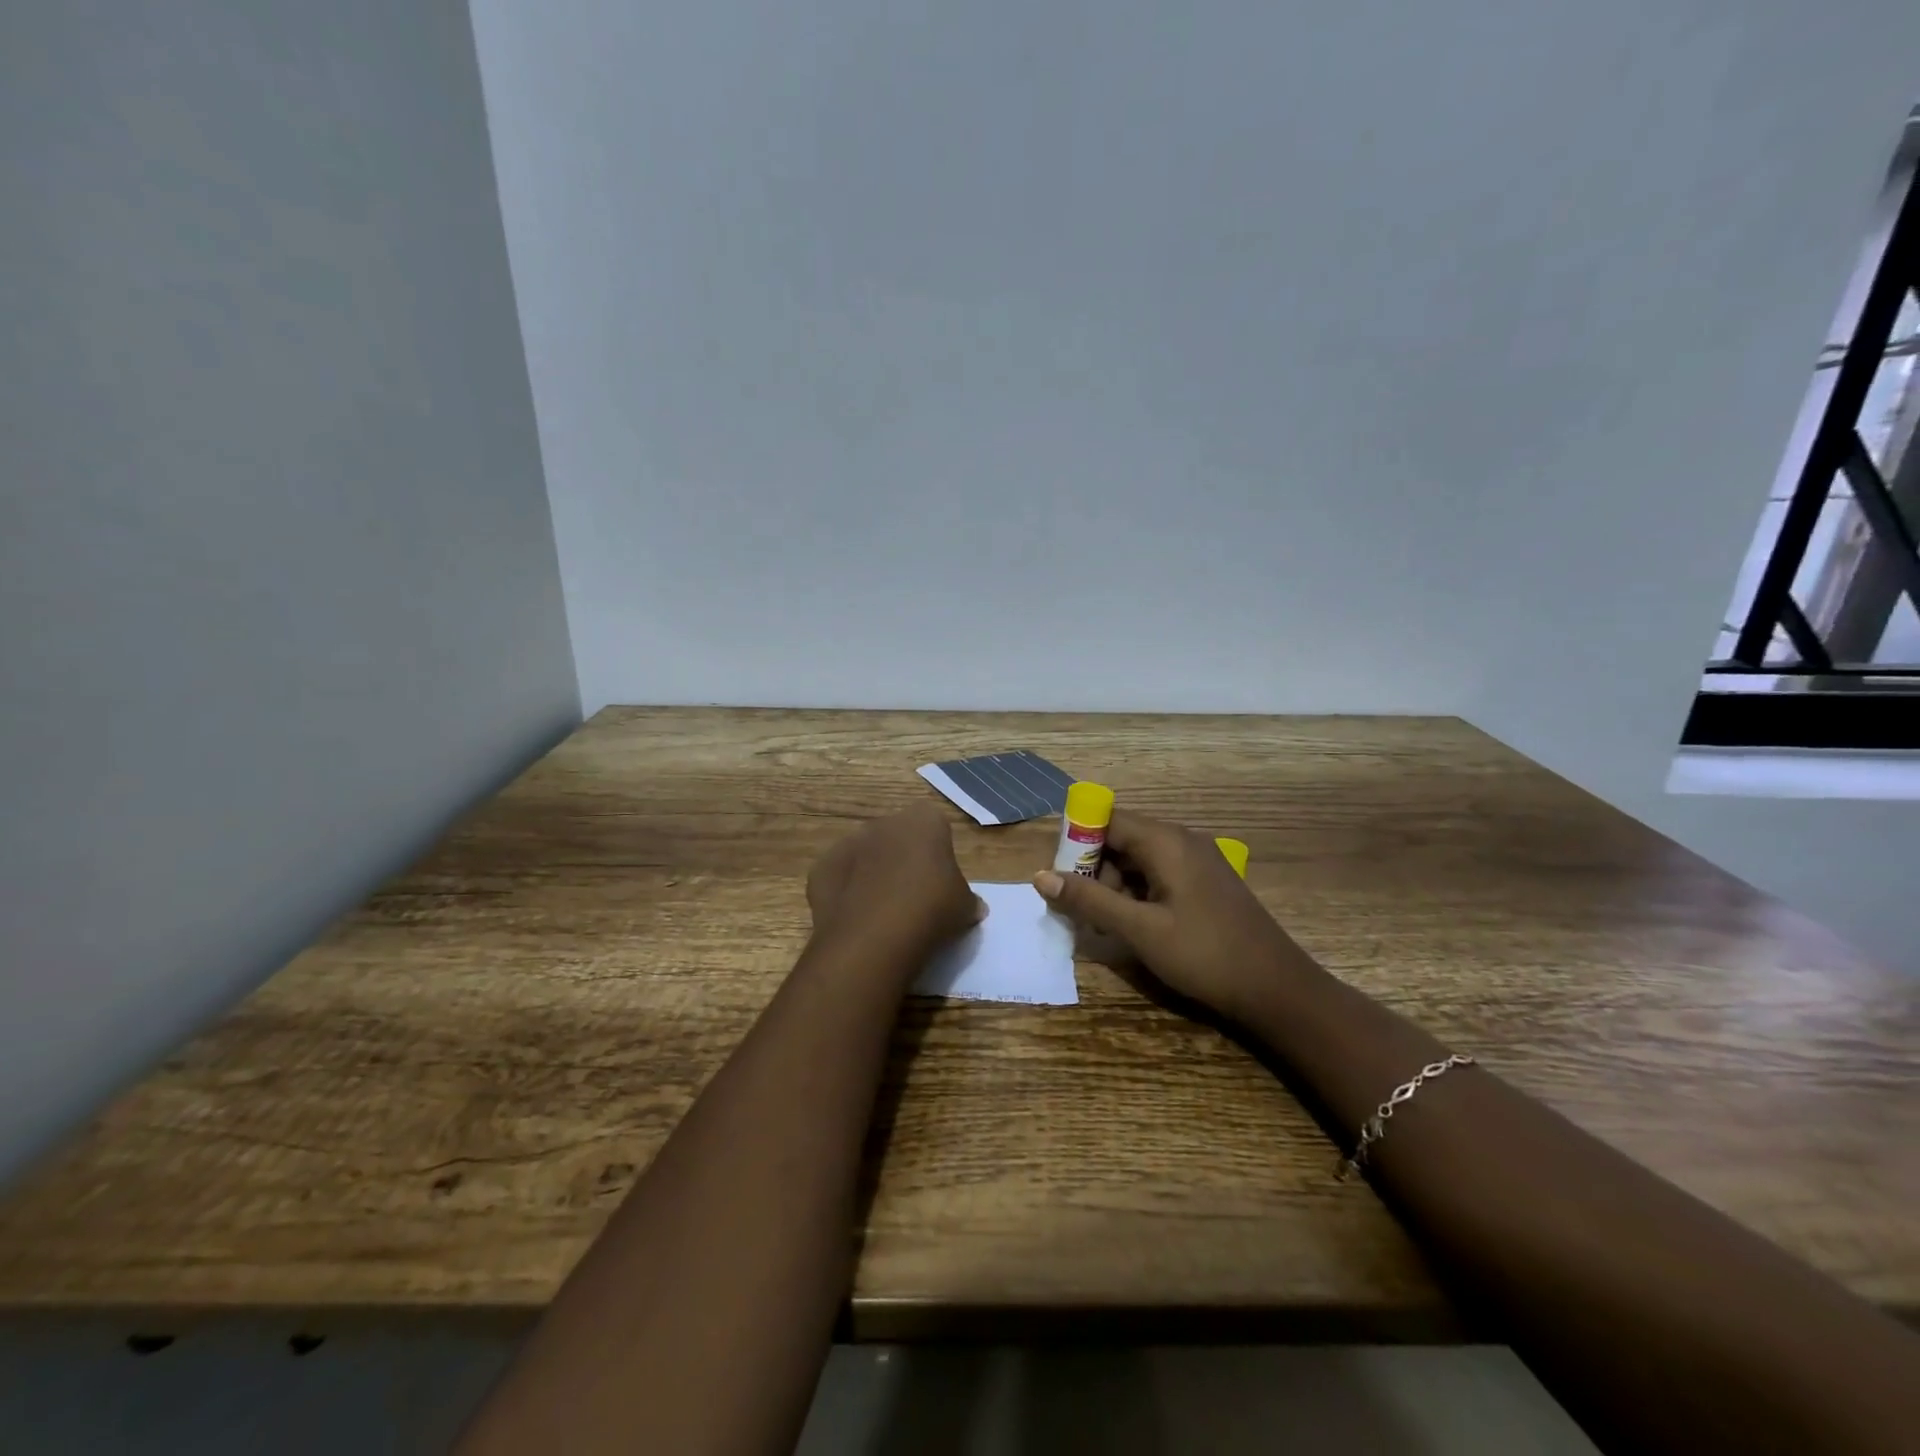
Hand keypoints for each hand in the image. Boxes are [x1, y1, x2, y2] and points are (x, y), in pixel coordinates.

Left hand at [807, 803, 985, 966]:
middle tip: (913, 895)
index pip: (935, 825)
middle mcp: (885, 822)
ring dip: (872, 872)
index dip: (938, 851)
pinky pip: (839, 877)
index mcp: (924, 820)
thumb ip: (968, 900)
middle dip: (903, 858)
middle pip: (897, 836)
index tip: (940, 879)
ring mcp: (848, 842)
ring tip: (882, 910)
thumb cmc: (931, 909)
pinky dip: (845, 892)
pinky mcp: (822, 867)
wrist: (874, 936)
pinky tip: (856, 918)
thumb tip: (976, 907)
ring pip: (865, 854)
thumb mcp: (964, 907)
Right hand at [1034, 810, 1304, 1023]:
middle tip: (1081, 911)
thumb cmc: (1204, 954)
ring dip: (1115, 887)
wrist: (1277, 989)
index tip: (1059, 876)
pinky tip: (1134, 928)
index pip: (1107, 820)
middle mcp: (1182, 841)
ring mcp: (1199, 862)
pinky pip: (1160, 875)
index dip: (1077, 842)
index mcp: (1166, 842)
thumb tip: (1041, 876)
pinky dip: (1138, 895)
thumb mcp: (1139, 929)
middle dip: (1094, 870)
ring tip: (1105, 927)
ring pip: (1140, 860)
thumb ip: (1089, 900)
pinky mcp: (1207, 884)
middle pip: (1122, 839)